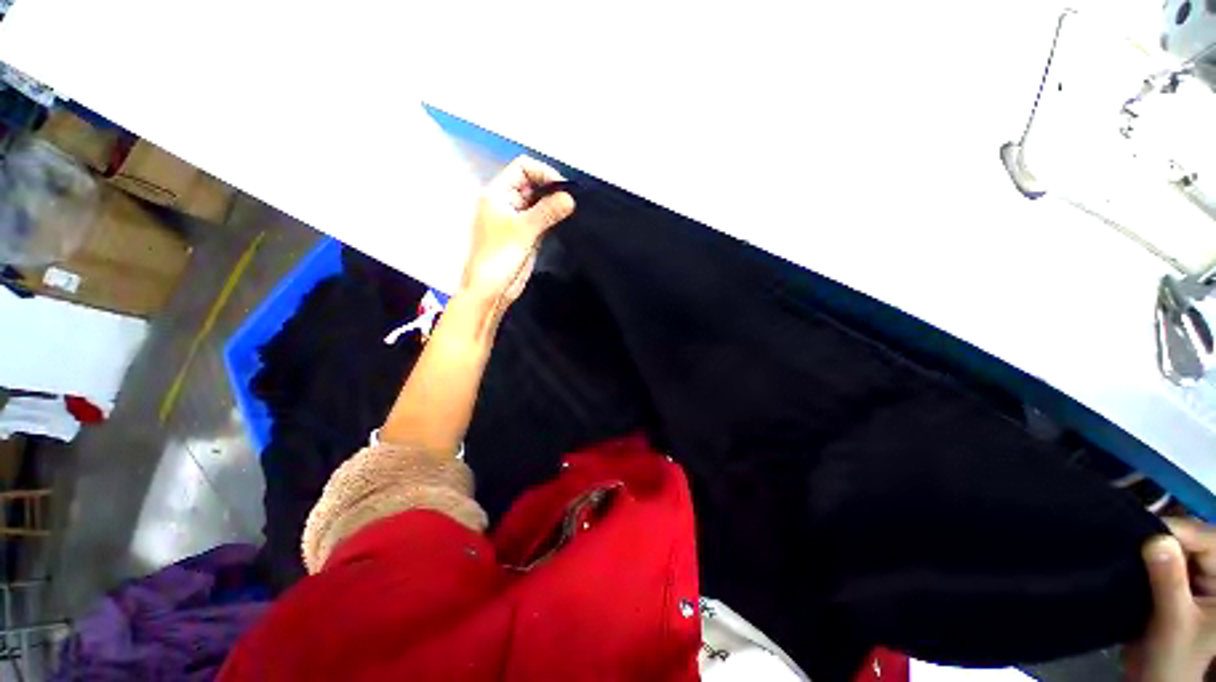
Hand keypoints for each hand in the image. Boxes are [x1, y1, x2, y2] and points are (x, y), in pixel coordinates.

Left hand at [460, 156, 575, 304]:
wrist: (492, 288)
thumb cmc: (499, 257)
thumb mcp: (524, 230)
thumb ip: (547, 212)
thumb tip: (570, 198)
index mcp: (498, 193)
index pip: (522, 168)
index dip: (543, 173)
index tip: (562, 189)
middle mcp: (507, 202)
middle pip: (532, 183)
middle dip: (551, 188)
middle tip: (570, 200)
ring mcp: (517, 219)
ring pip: (538, 202)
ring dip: (553, 204)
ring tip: (570, 211)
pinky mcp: (526, 234)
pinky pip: (541, 219)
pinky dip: (552, 218)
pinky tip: (564, 222)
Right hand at [1126, 518, 1215, 680]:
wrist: (1154, 679)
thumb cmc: (1171, 656)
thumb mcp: (1173, 622)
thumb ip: (1169, 582)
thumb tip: (1156, 539)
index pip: (1209, 542)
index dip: (1180, 532)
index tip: (1144, 530)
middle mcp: (1215, 575)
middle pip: (1193, 542)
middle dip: (1164, 538)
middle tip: (1131, 535)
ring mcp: (1198, 579)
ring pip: (1177, 548)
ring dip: (1153, 546)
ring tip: (1127, 545)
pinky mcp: (1178, 582)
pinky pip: (1165, 559)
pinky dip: (1147, 556)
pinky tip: (1131, 558)